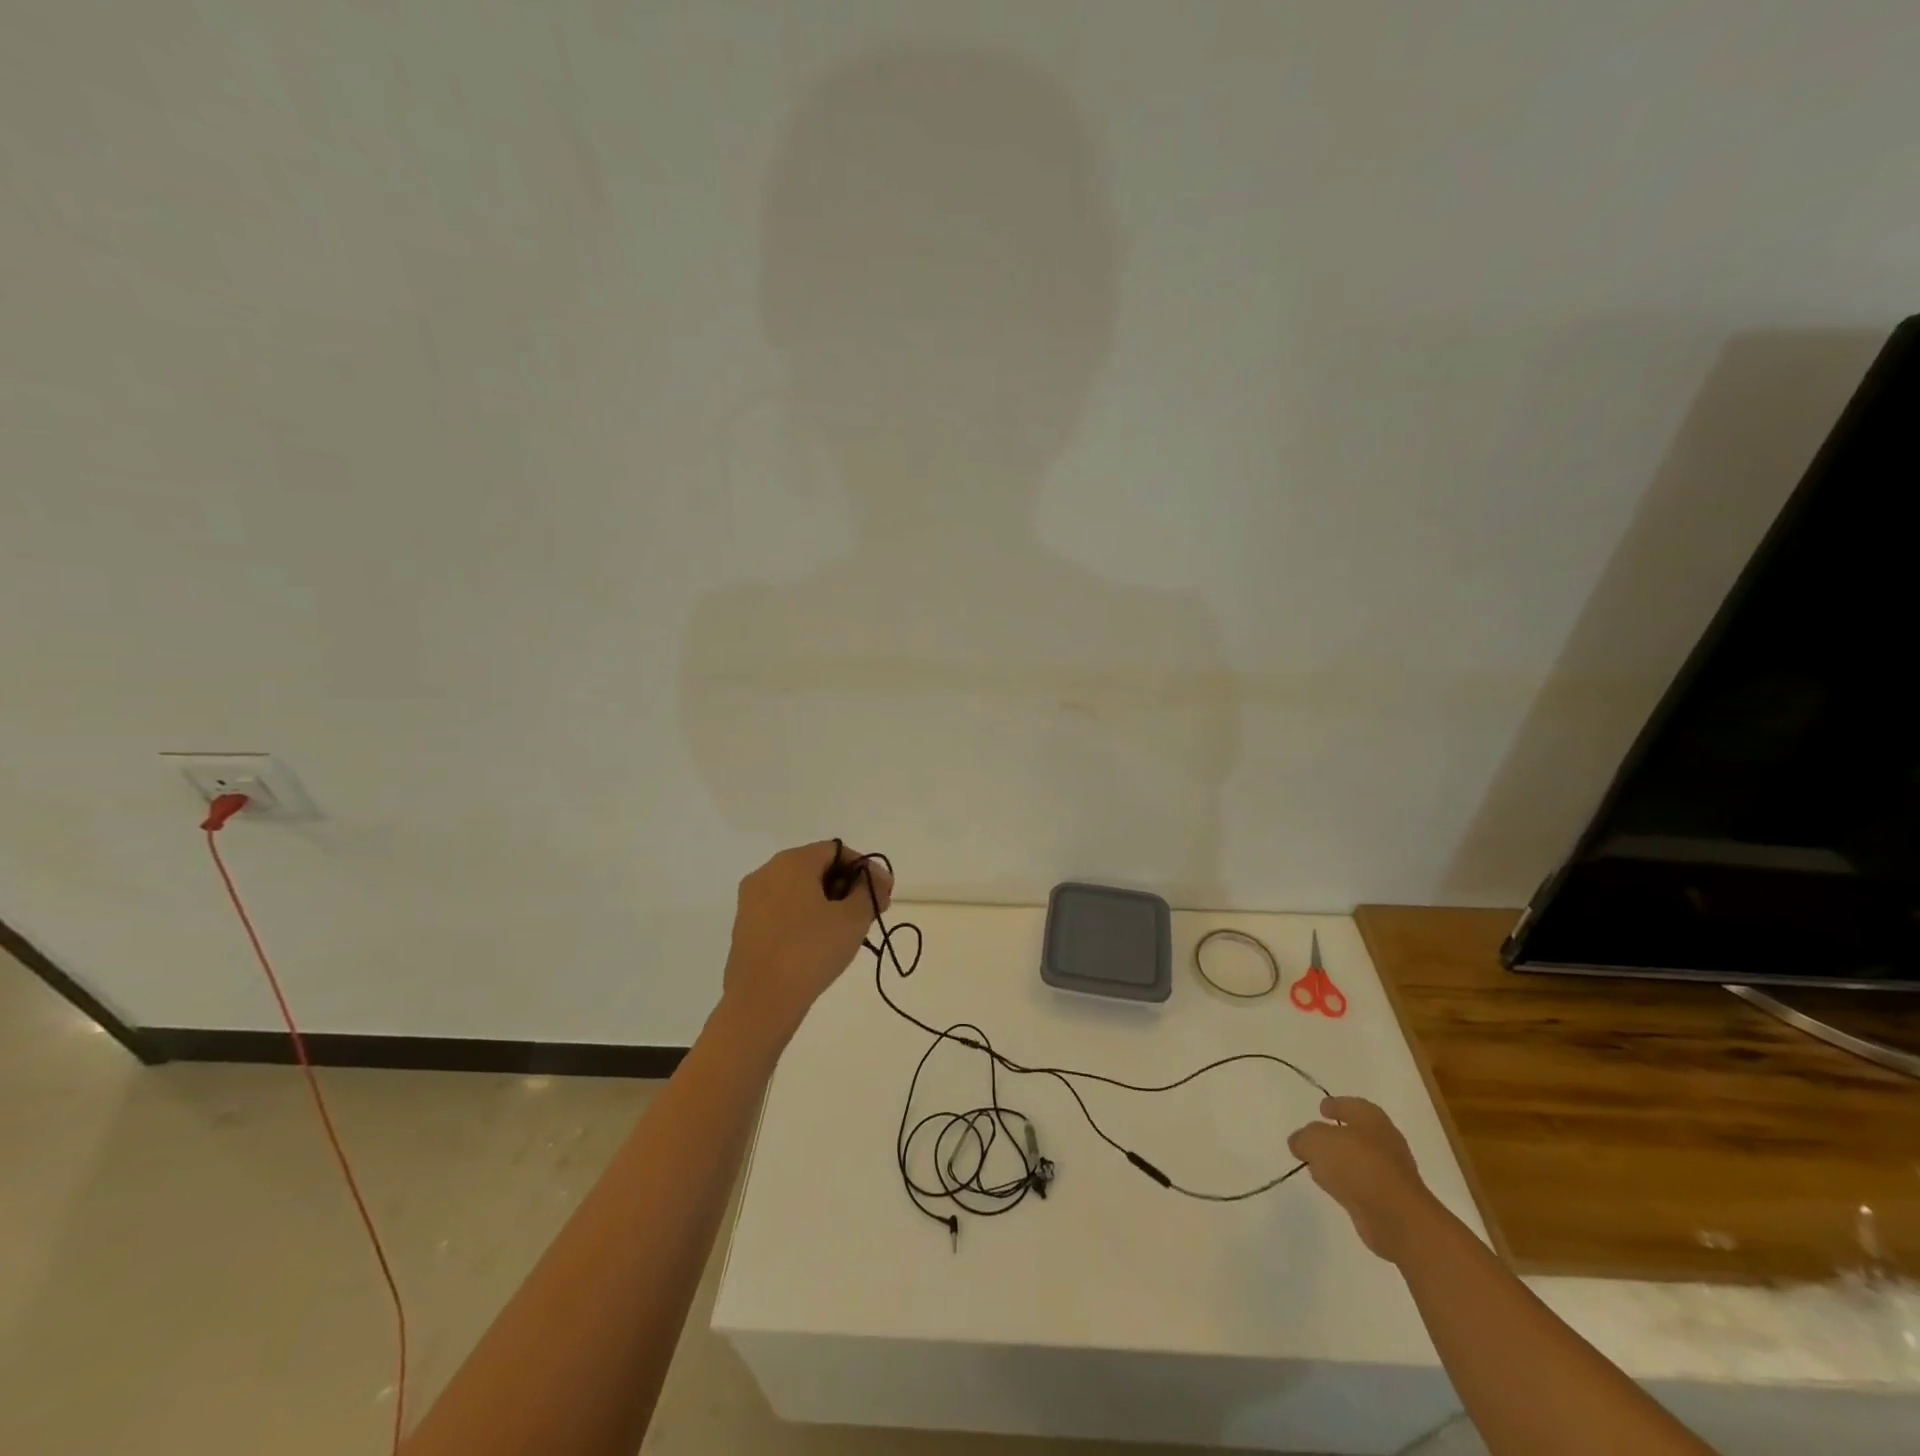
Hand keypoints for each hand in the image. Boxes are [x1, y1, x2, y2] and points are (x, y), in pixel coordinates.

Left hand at [718, 841, 892, 1048]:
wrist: (761, 1001)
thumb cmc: (811, 950)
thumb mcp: (853, 918)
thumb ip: (870, 891)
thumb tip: (876, 878)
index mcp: (791, 862)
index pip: (837, 851)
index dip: (865, 869)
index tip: (883, 895)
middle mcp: (766, 873)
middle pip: (816, 868)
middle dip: (847, 887)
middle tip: (869, 914)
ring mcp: (751, 901)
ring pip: (798, 891)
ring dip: (826, 903)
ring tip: (847, 931)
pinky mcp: (745, 927)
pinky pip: (782, 911)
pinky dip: (804, 918)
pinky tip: (819, 944)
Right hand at [1288, 1096, 1442, 1263]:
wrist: (1397, 1218)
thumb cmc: (1356, 1165)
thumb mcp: (1316, 1141)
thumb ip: (1304, 1137)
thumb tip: (1299, 1143)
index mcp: (1371, 1118)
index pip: (1350, 1105)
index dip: (1334, 1105)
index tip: (1320, 1109)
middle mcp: (1385, 1140)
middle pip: (1356, 1133)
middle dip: (1336, 1135)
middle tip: (1315, 1139)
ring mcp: (1391, 1172)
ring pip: (1359, 1160)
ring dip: (1341, 1162)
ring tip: (1318, 1166)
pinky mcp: (1391, 1200)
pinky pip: (1363, 1184)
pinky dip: (1348, 1183)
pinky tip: (1333, 1188)